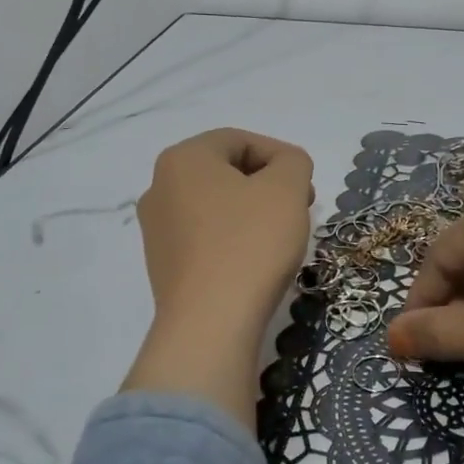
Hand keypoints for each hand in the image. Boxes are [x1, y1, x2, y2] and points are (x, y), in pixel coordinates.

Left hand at [122, 129, 314, 426]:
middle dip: (267, 184)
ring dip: (252, 212)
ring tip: (281, 235)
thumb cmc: (250, 243)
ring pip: (216, 205)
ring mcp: (156, 229)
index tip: (307, 183)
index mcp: (183, 159)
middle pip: (225, 172)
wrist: (211, 323)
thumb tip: (284, 168)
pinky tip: (255, 261)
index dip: (280, 155)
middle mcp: (159, 187)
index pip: (239, 140)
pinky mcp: (163, 265)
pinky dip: (233, 238)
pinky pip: (205, 237)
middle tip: (300, 206)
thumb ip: (293, 162)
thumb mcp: (287, 189)